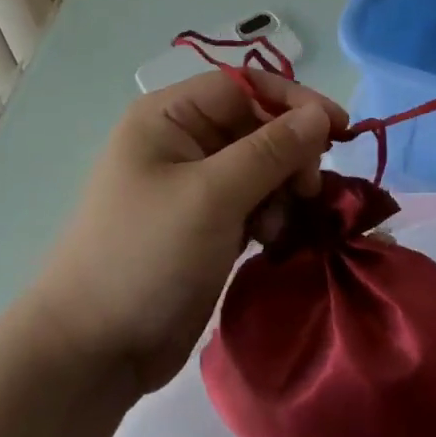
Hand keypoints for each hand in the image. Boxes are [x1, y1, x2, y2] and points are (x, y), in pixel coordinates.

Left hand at [33, 70, 348, 393]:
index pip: (246, 86)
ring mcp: (196, 186)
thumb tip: (321, 113)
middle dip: (290, 155)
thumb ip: (271, 150)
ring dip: (283, 191)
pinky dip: (273, 216)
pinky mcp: (209, 225)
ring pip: (264, 167)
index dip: (295, 102)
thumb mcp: (213, 196)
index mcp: (170, 117)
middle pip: (259, 126)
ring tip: (277, 227)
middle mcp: (183, 142)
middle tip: (305, 192)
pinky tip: (273, 240)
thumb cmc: (146, 256)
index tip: (341, 130)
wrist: (94, 351)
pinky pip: (256, 202)